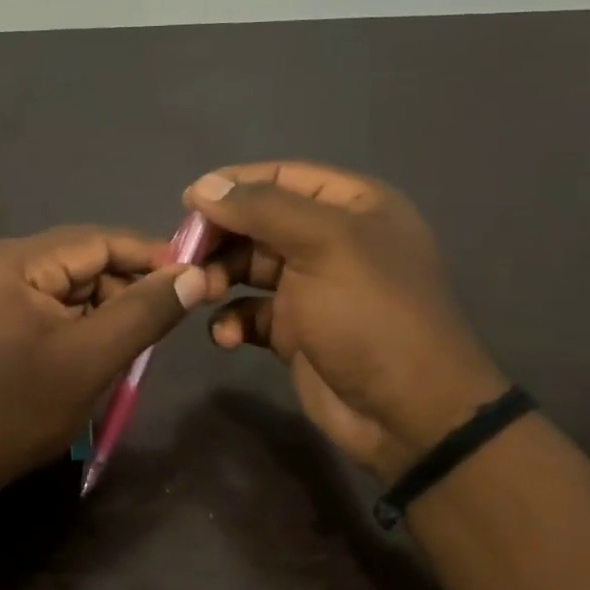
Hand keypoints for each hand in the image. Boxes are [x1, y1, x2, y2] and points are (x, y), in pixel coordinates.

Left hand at [0, 226, 206, 500]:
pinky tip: (96, 355)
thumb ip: (144, 313)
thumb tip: (195, 274)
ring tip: (128, 350)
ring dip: (105, 313)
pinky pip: (52, 309)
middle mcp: (0, 264)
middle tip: (163, 328)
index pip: (98, 240)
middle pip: (84, 263)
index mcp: (14, 260)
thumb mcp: (89, 360)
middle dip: (126, 291)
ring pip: (71, 289)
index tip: (198, 277)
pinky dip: (82, 327)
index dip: (151, 256)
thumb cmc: (17, 410)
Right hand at [183, 162, 508, 477]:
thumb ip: (261, 208)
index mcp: (351, 207)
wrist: (405, 412)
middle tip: (184, 257)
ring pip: (248, 267)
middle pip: (258, 222)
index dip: (232, 186)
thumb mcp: (322, 245)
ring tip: (201, 294)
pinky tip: (226, 336)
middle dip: (219, 238)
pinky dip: (231, 319)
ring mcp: (312, 288)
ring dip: (219, 278)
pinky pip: (250, 312)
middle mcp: (330, 241)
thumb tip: (203, 186)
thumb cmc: (369, 314)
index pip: (280, 177)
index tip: (186, 205)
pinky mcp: (294, 331)